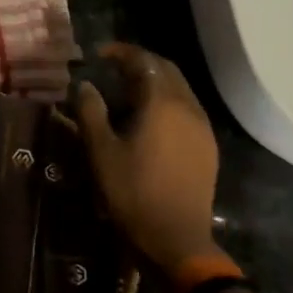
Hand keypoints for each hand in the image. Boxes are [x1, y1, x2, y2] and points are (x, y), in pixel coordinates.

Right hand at [74, 42, 224, 277]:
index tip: (99, 54)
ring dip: (155, 82)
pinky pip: (187, 110)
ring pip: (180, 89)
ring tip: (127, 92)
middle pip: (167, 70)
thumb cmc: (132, 193)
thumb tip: (85, 86)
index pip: (144, 61)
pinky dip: (167, 102)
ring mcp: (203, 128)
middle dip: (141, 63)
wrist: (177, 240)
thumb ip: (91, 112)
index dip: (121, 52)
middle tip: (114, 68)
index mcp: (162, 103)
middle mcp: (188, 107)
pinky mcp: (207, 147)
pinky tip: (150, 120)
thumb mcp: (101, 152)